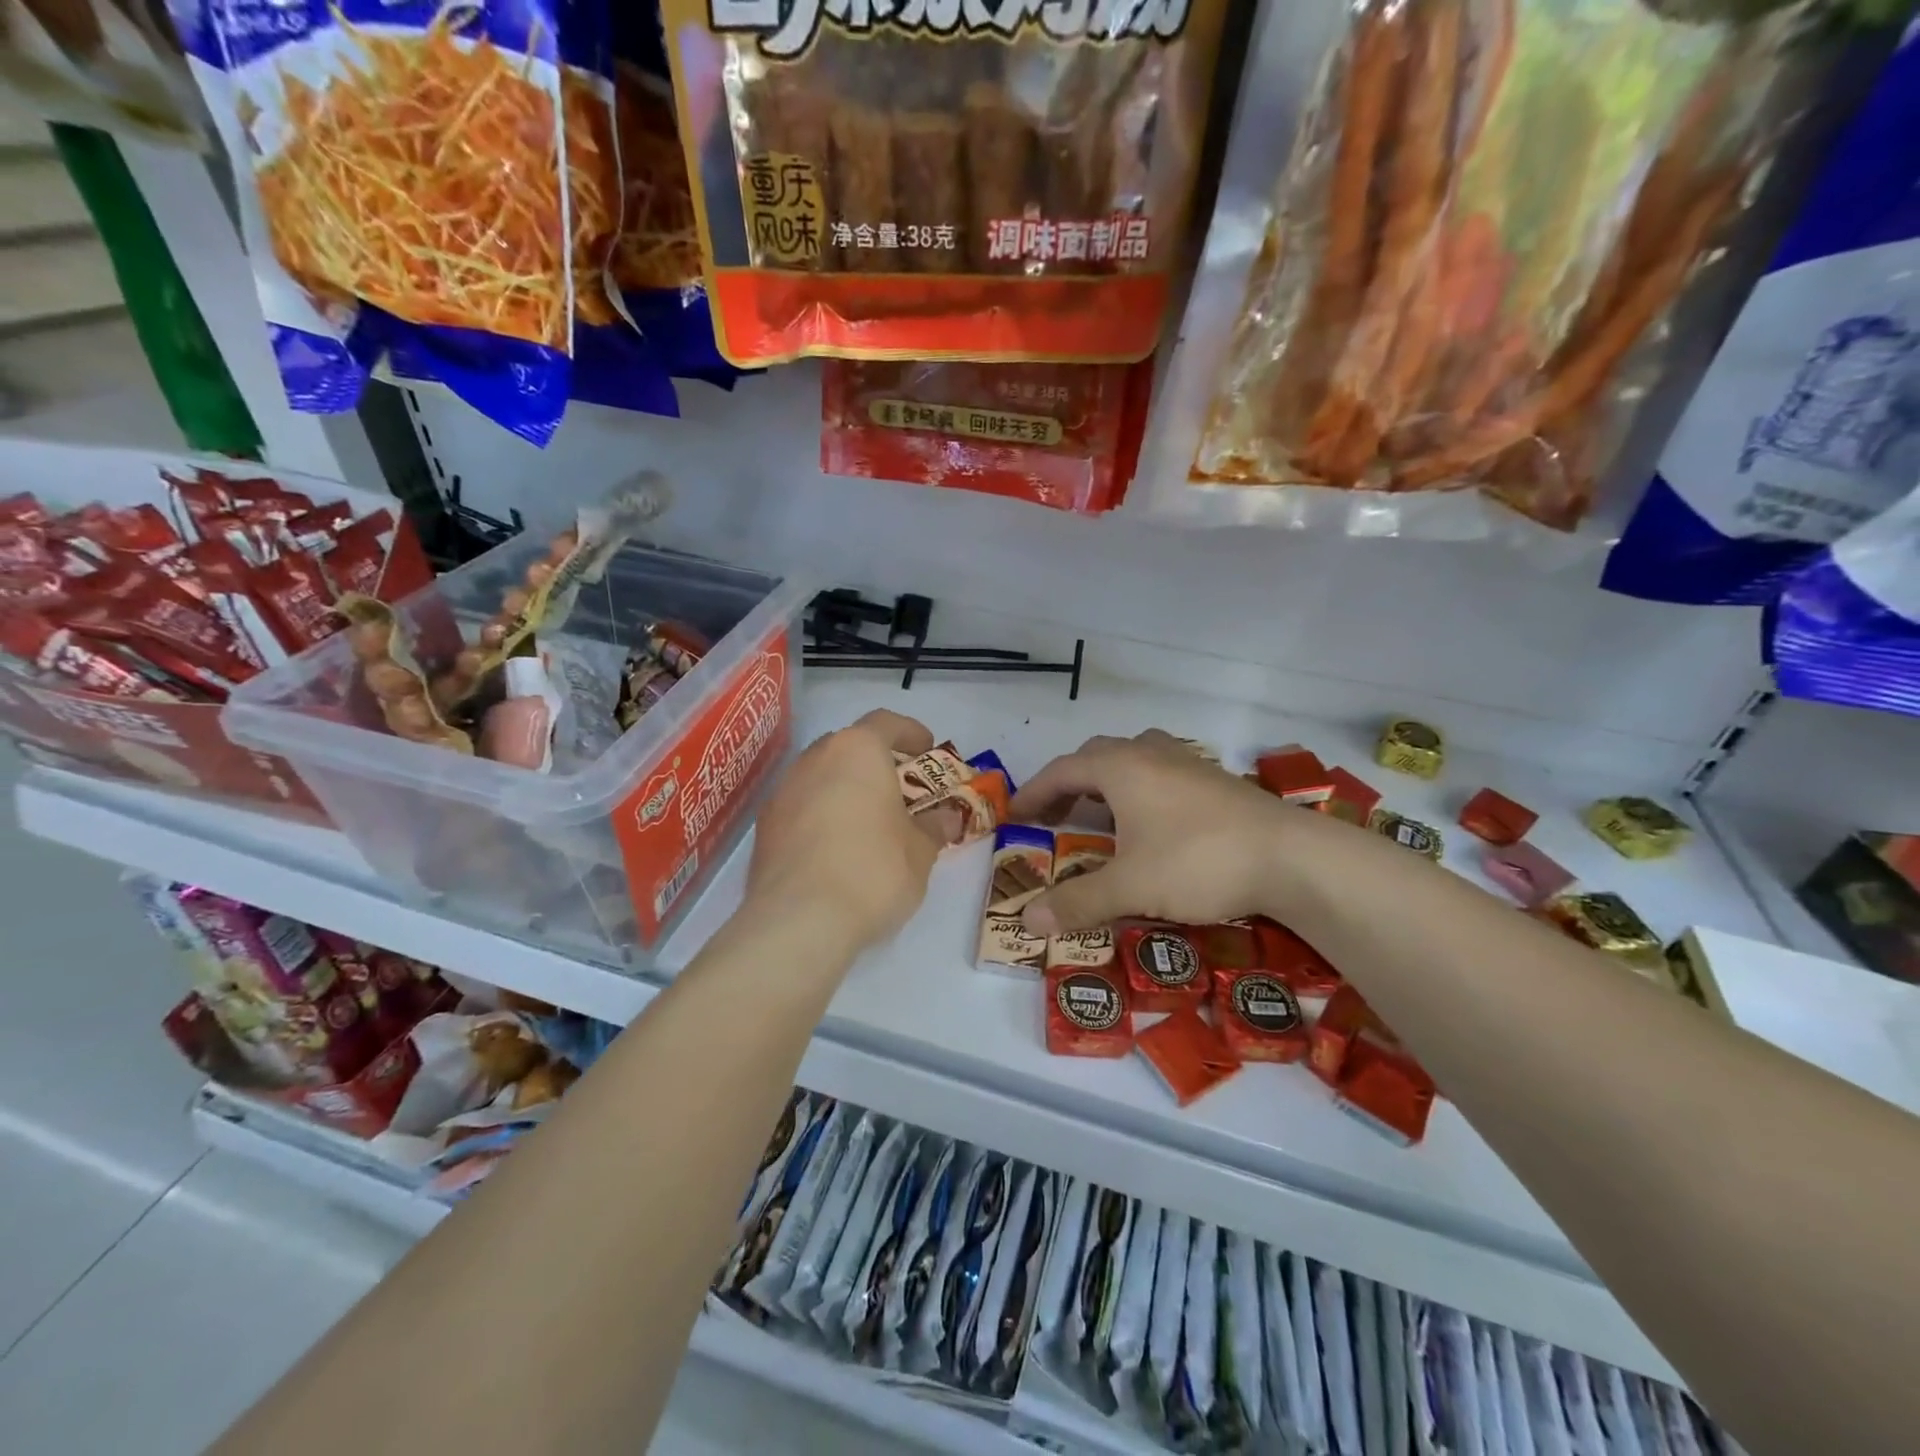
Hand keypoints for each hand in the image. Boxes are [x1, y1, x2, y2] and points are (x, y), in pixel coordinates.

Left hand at [744, 709, 940, 956]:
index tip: (926, 749)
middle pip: (848, 747)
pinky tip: (837, 849)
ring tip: (868, 822)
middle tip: (899, 790)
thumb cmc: (873, 870)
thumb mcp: (920, 851)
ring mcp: (783, 792)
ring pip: (821, 777)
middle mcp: (815, 759)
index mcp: (857, 751)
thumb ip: (933, 828)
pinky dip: (821, 816)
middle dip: (875, 763)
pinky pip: (801, 807)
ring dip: (845, 789)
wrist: (799, 920)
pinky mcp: (764, 828)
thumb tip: (946, 818)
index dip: (909, 732)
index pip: (885, 722)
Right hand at [1010, 730, 1306, 933]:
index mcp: (1121, 767)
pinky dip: (1139, 790)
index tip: (1014, 815)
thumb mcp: (1131, 887)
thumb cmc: (1198, 861)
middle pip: (1095, 757)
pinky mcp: (1216, 780)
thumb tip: (1027, 922)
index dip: (1033, 793)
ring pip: (1133, 758)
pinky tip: (1151, 823)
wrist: (1292, 857)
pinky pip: (1161, 772)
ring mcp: (1188, 763)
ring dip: (1106, 782)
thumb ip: (1077, 903)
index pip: (1062, 771)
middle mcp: (1151, 754)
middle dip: (1068, 785)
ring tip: (1099, 814)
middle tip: (1053, 817)